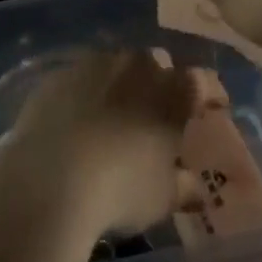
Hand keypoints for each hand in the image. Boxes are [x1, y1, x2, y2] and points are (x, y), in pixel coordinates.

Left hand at [2, 49, 206, 238]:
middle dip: (160, 84)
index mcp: (175, 89)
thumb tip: (194, 185)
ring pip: (117, 66)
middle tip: (156, 114)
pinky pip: (81, 78)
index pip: (203, 82)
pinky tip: (76, 120)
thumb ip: (183, 185)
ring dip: (120, 85)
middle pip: (157, 65)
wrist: (50, 179)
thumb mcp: (162, 197)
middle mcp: (139, 65)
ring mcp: (96, 64)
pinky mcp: (59, 74)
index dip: (210, 94)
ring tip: (113, 116)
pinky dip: (85, 93)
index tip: (212, 108)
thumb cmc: (122, 188)